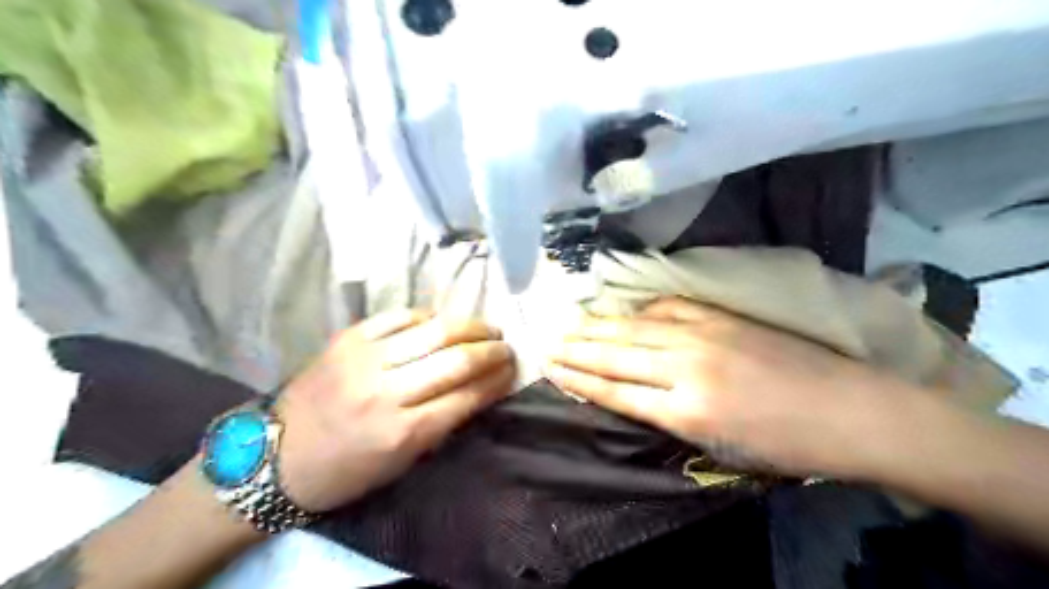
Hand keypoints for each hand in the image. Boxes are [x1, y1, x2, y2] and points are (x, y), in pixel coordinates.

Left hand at [275, 312, 511, 510]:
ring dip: (470, 326)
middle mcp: (387, 392)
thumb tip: (480, 388)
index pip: (467, 396)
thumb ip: (443, 423)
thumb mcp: (402, 461)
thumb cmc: (347, 469)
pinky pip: (400, 317)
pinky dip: (429, 316)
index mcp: (403, 433)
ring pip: (434, 330)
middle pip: (456, 359)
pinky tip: (442, 321)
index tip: (514, 370)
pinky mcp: (348, 338)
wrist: (278, 455)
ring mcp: (365, 360)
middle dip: (491, 350)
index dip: (497, 380)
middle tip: (506, 347)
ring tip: (486, 329)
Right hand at [545, 300, 919, 478]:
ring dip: (600, 326)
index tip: (552, 368)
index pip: (616, 391)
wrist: (853, 410)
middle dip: (579, 349)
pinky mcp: (722, 317)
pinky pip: (669, 308)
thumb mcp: (721, 448)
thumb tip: (633, 395)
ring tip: (571, 324)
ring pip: (637, 328)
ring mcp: (705, 335)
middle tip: (549, 342)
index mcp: (687, 411)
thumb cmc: (789, 445)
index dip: (580, 379)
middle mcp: (687, 367)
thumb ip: (671, 418)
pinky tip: (625, 310)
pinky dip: (641, 310)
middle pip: (618, 354)